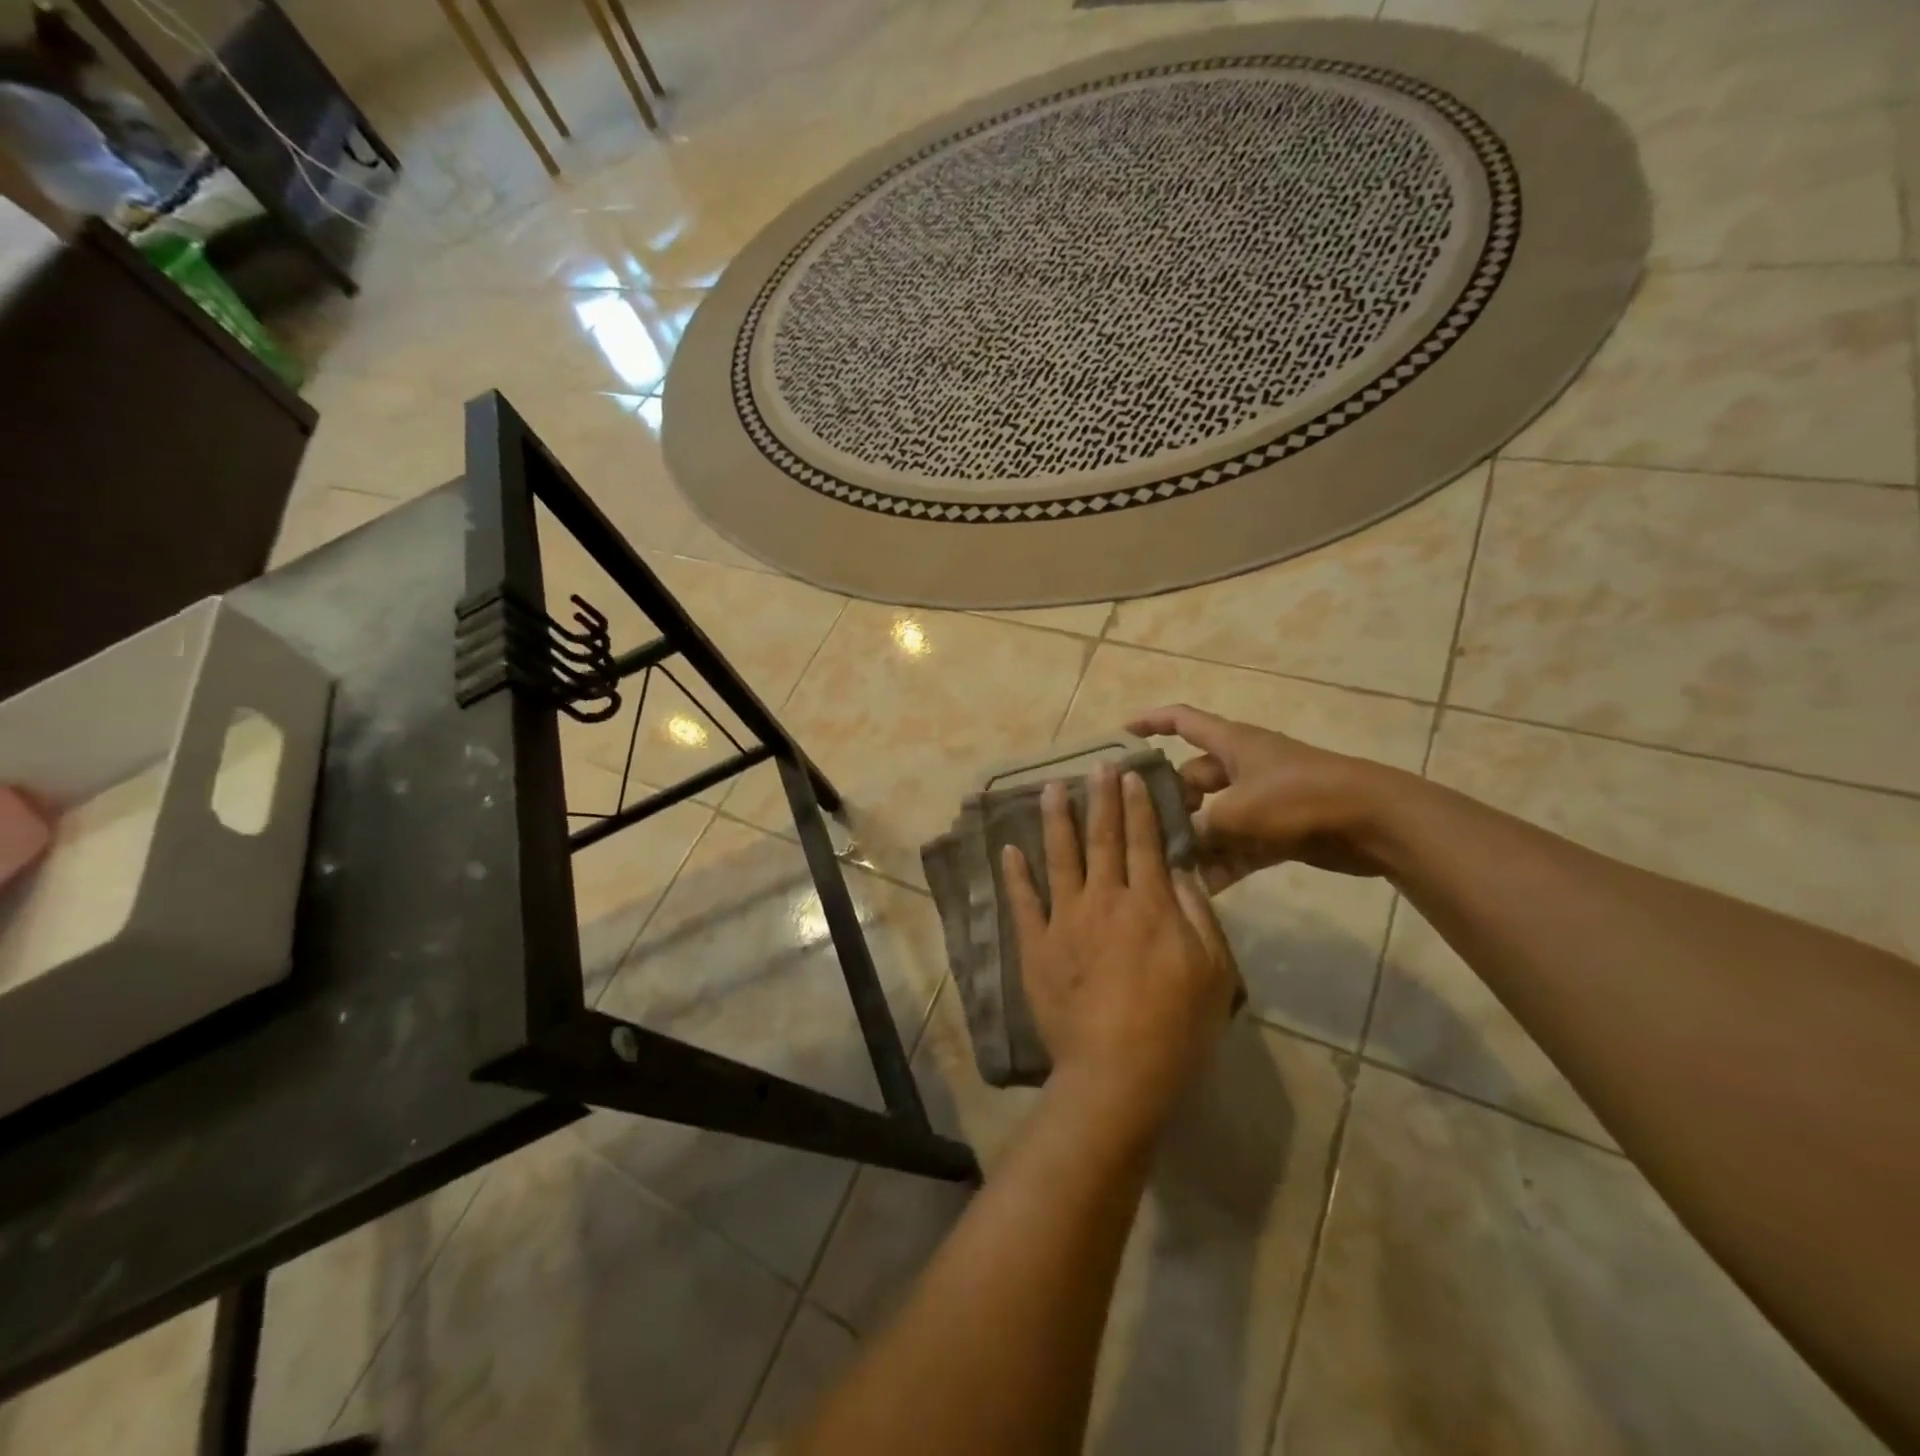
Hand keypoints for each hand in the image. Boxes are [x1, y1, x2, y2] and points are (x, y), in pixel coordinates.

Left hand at [1001, 764, 1238, 1136]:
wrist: (1116, 1072)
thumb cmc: (1176, 1026)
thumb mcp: (1213, 971)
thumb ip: (1195, 913)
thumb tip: (1177, 869)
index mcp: (1148, 904)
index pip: (1144, 842)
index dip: (1137, 806)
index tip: (1128, 775)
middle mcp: (1104, 900)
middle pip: (1102, 839)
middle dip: (1100, 799)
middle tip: (1095, 765)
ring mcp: (1065, 921)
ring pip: (1059, 858)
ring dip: (1056, 820)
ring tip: (1050, 789)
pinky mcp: (1036, 946)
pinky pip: (1023, 902)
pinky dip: (1015, 874)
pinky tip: (1009, 849)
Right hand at [1126, 704, 1406, 889]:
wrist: (1374, 821)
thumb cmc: (1300, 798)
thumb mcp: (1238, 811)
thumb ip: (1201, 827)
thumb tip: (1180, 845)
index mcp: (1231, 743)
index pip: (1182, 720)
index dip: (1150, 722)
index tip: (1120, 735)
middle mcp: (1242, 767)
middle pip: (1192, 779)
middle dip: (1169, 804)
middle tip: (1139, 831)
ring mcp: (1262, 799)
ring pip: (1214, 817)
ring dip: (1196, 841)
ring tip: (1167, 866)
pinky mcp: (1279, 830)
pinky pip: (1239, 845)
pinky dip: (1224, 863)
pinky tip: (1203, 889)